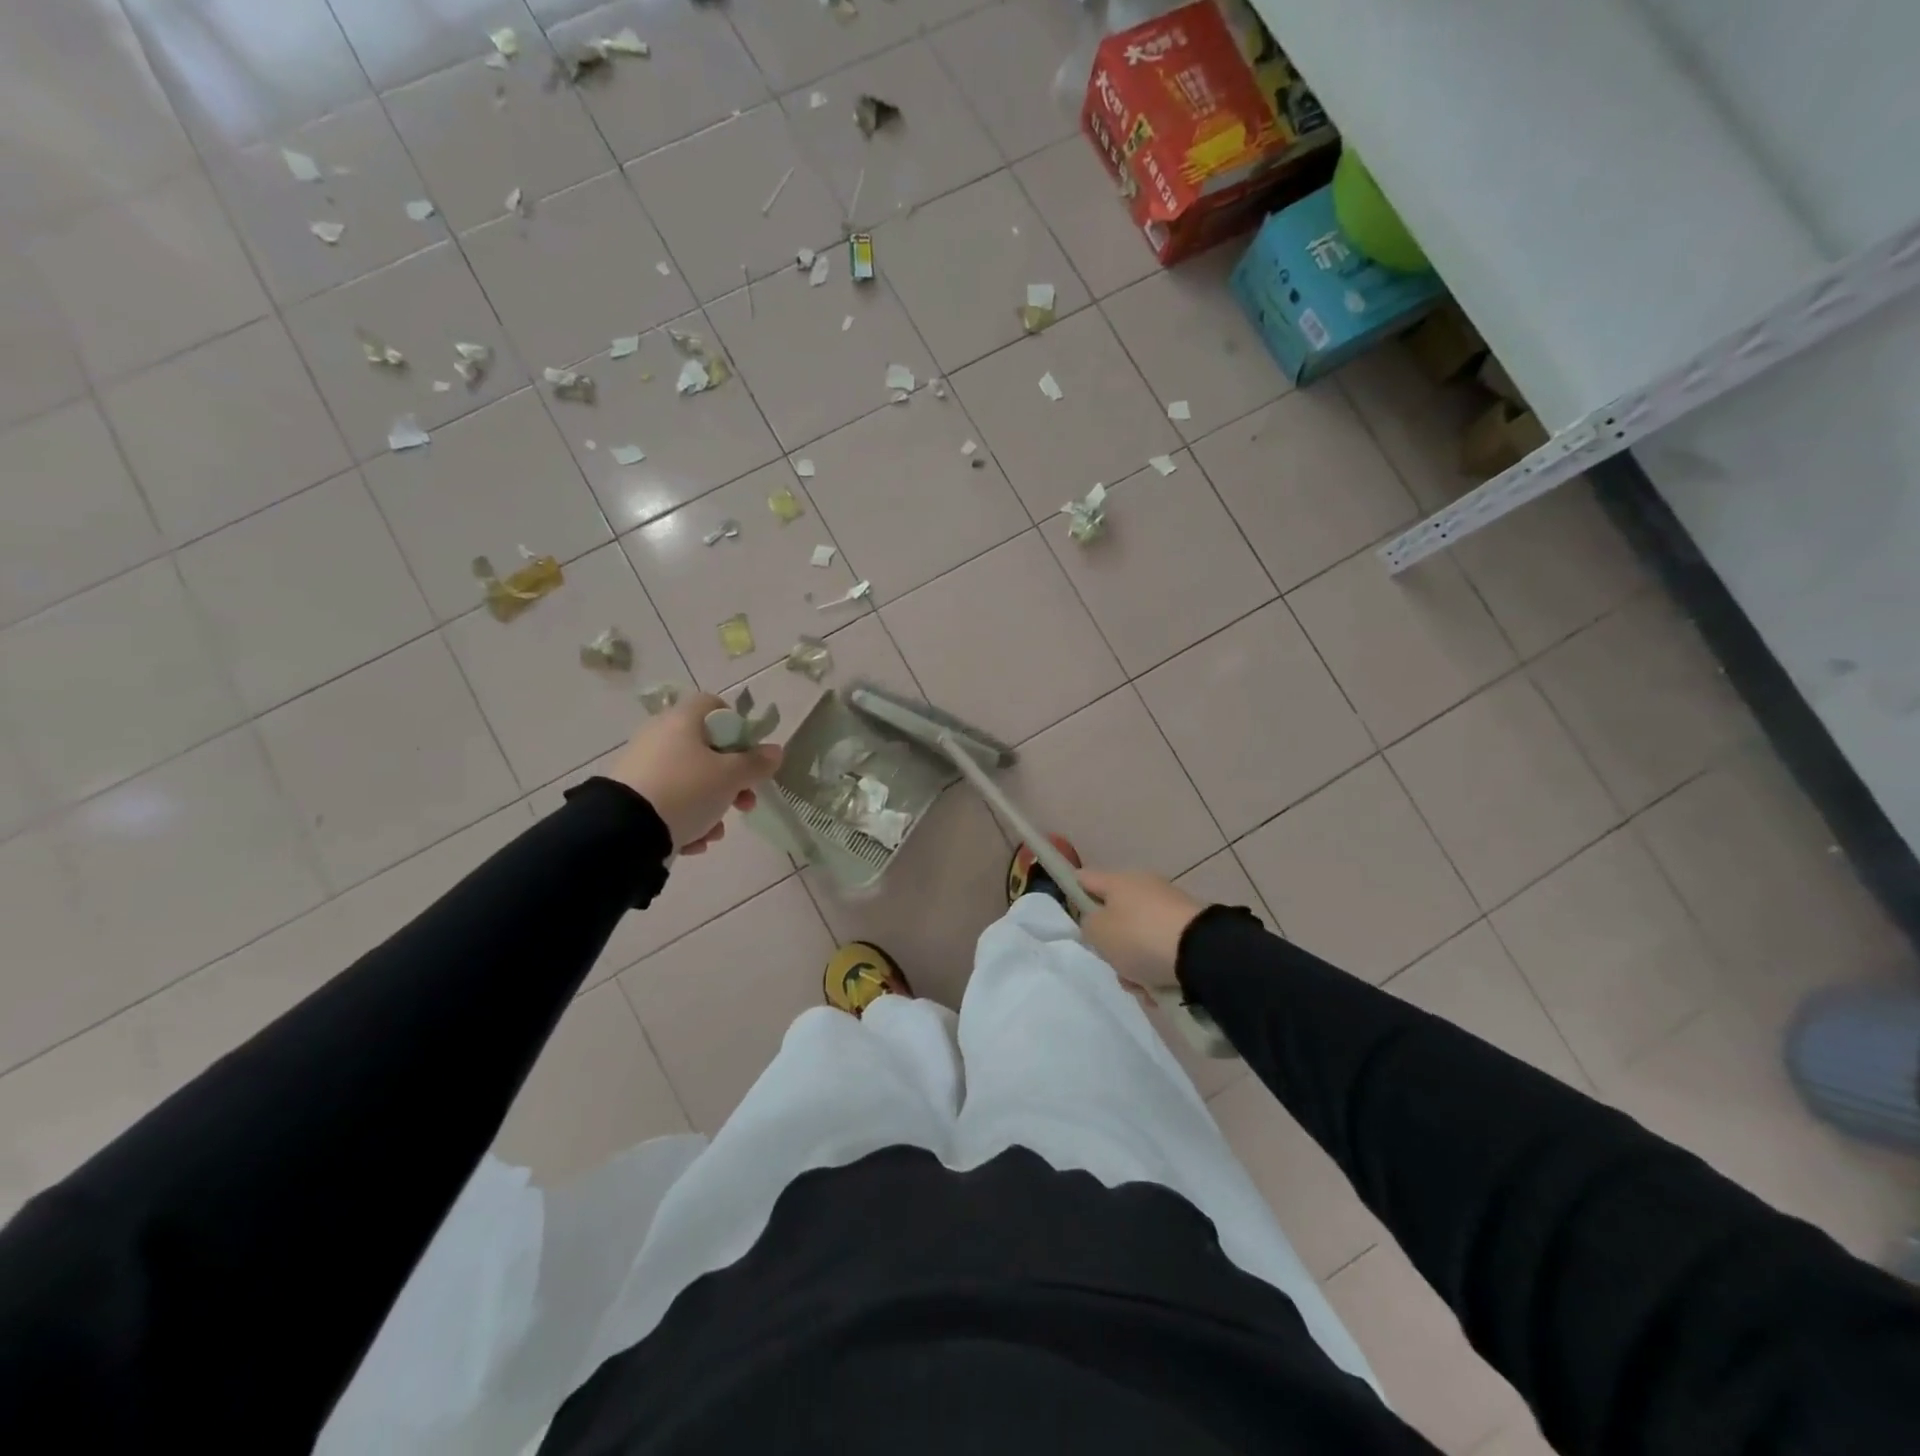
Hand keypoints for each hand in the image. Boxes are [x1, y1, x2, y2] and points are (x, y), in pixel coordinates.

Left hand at [609, 694, 781, 854]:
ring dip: (711, 806)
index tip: (749, 755)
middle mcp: (660, 736)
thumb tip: (775, 751)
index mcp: (682, 721)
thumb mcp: (731, 777)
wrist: (624, 831)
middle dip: (732, 780)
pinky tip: (692, 841)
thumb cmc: (687, 790)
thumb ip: (757, 764)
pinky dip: (685, 819)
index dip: (737, 727)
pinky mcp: (631, 795)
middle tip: (745, 803)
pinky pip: (669, 801)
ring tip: (714, 832)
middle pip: (706, 749)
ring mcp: (642, 765)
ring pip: (690, 780)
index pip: (714, 705)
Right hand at [1076, 869, 1204, 990]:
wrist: (1202, 953)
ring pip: (1138, 938)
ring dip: (1135, 964)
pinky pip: (1162, 950)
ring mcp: (1169, 908)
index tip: (1071, 913)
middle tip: (1113, 963)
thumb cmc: (1139, 937)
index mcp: (1118, 881)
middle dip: (1112, 946)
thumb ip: (1088, 924)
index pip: (1085, 878)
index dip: (1073, 892)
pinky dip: (1158, 969)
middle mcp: (1144, 887)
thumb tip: (1099, 921)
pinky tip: (1160, 990)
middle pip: (1114, 916)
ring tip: (1142, 986)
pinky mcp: (1190, 930)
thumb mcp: (1098, 932)